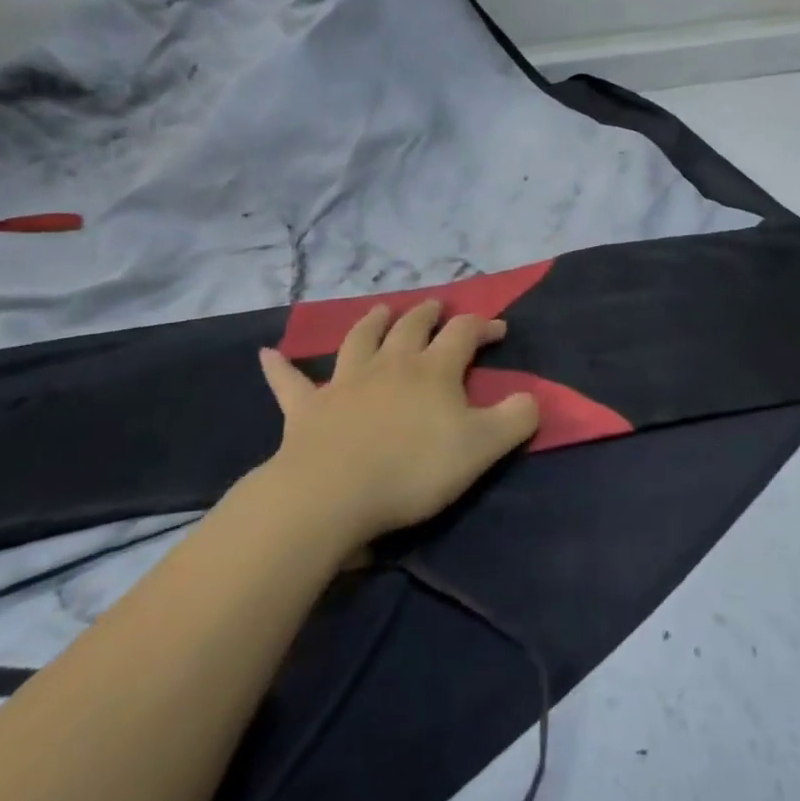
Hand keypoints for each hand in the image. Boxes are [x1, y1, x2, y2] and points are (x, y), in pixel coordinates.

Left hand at [258, 301, 539, 548]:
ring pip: (360, 339)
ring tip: (380, 310)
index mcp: (433, 370)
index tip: (499, 329)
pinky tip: (267, 355)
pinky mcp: (307, 409)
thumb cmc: (413, 469)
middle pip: (411, 326)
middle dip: (429, 313)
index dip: (483, 325)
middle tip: (438, 308)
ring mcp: (345, 382)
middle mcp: (390, 364)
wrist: (332, 493)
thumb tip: (532, 397)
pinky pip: (290, 383)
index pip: (463, 333)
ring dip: (371, 322)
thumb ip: (515, 419)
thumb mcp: (481, 448)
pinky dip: (280, 368)